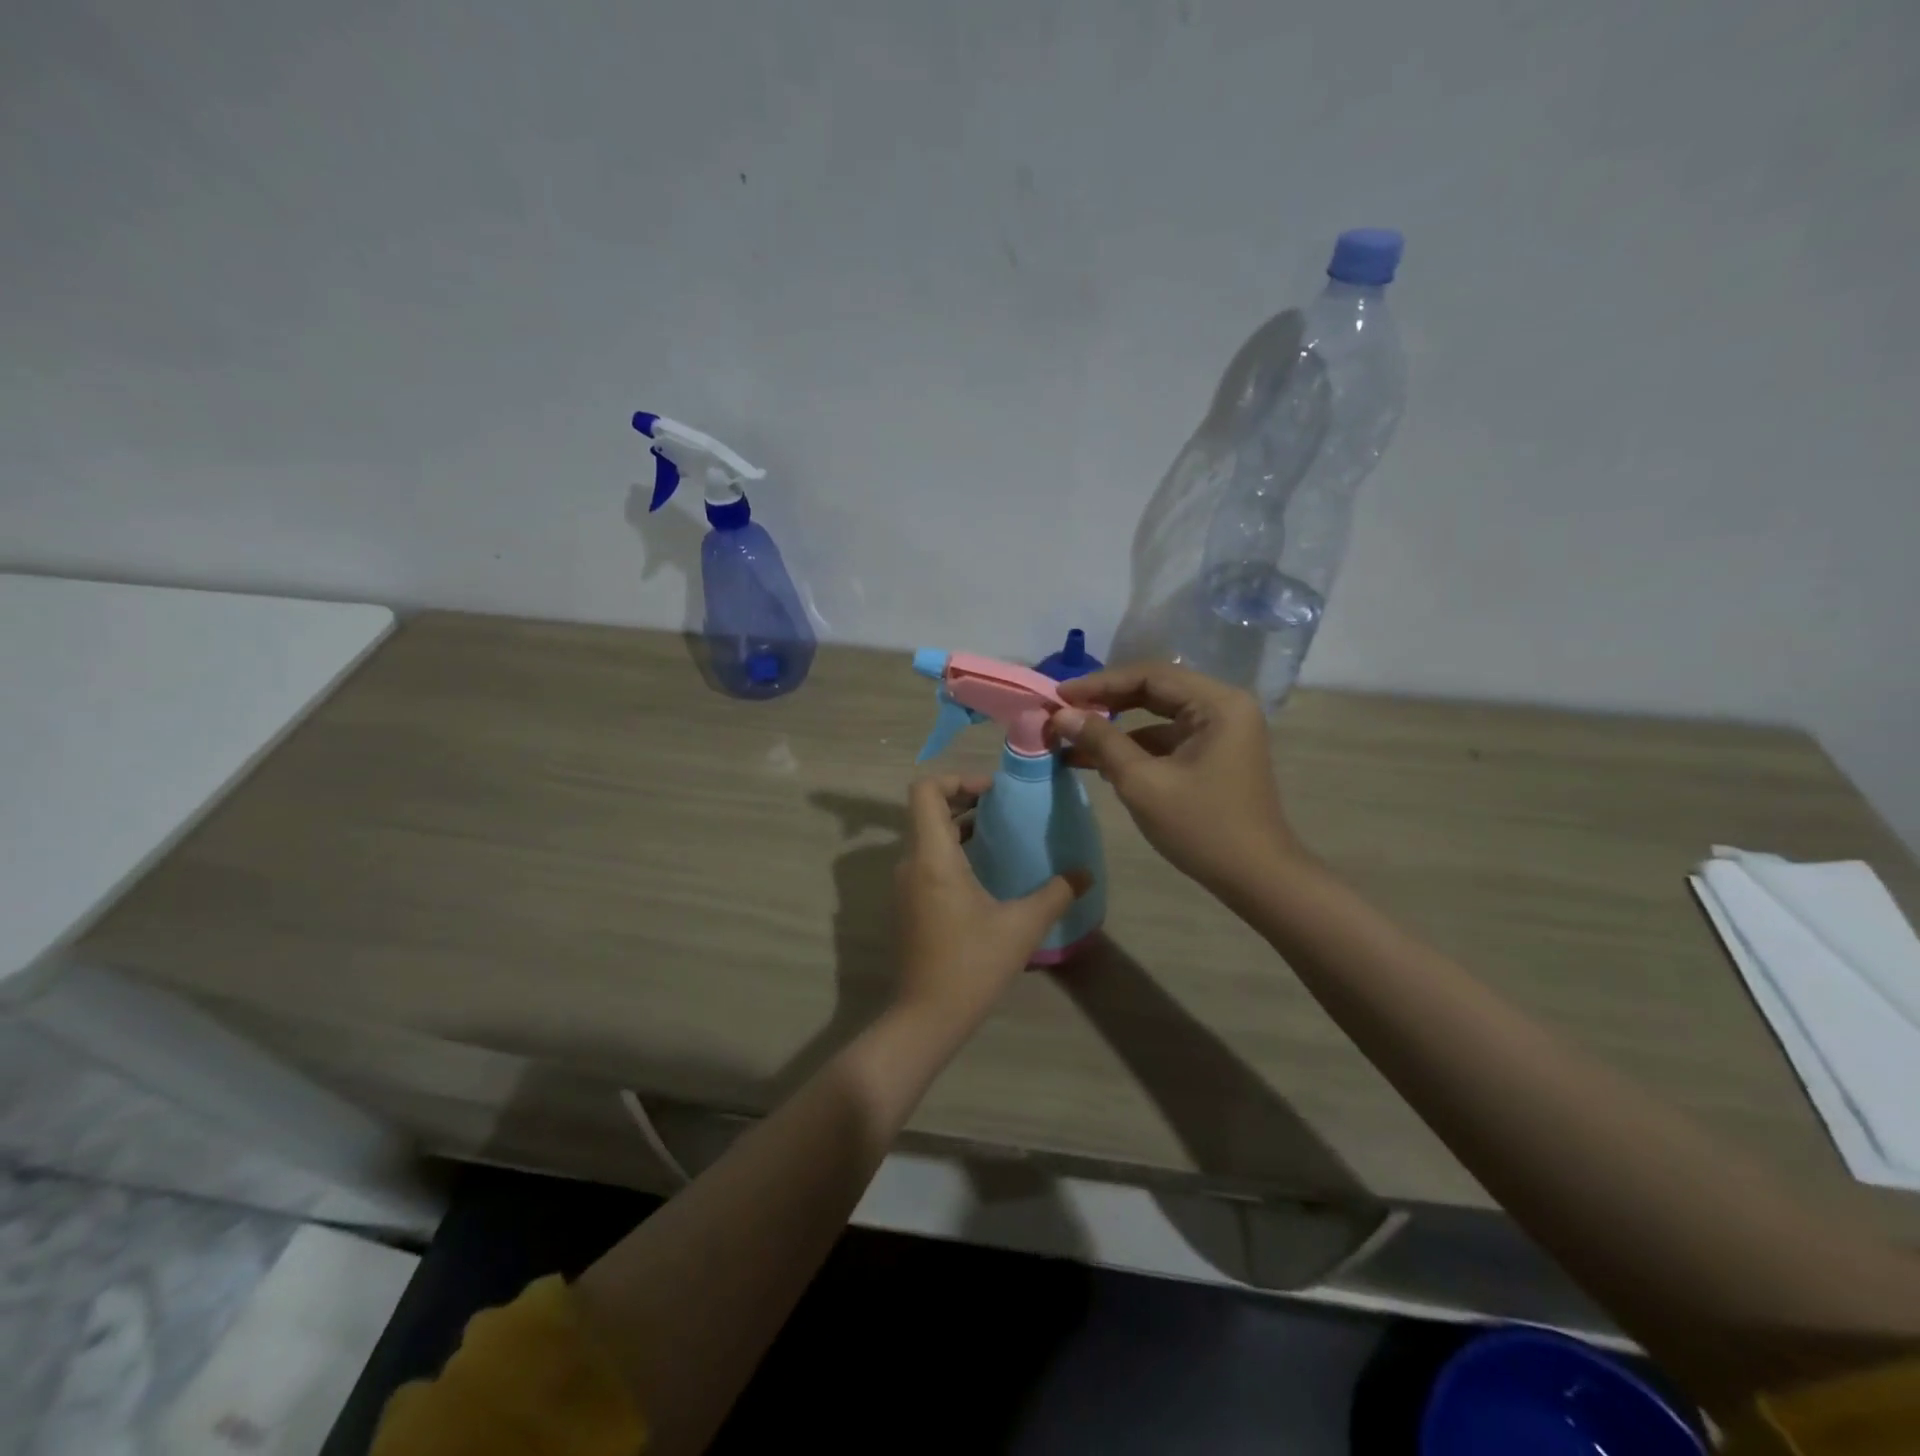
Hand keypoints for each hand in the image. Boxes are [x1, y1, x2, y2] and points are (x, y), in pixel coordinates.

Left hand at [893, 776, 1087, 1027]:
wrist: (926, 1017)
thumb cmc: (971, 966)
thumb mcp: (1022, 927)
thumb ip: (1056, 894)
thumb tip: (1085, 874)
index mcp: (932, 858)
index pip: (925, 791)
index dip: (956, 779)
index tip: (992, 792)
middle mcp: (911, 863)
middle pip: (926, 810)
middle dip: (964, 800)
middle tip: (1003, 809)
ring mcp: (905, 885)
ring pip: (927, 836)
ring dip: (959, 827)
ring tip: (1000, 835)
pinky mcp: (908, 904)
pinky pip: (927, 860)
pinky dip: (952, 851)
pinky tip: (986, 872)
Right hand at [1050, 663, 1305, 894]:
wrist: (1255, 878)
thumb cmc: (1201, 827)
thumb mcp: (1142, 782)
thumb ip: (1101, 741)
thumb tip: (1061, 714)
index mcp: (1217, 703)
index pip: (1149, 675)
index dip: (1100, 683)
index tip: (1059, 695)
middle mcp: (1224, 706)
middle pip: (1154, 691)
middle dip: (1105, 702)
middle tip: (1063, 712)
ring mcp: (1221, 731)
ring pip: (1157, 716)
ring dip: (1116, 727)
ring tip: (1071, 739)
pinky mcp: (1214, 754)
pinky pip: (1167, 739)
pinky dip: (1134, 747)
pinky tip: (1099, 762)